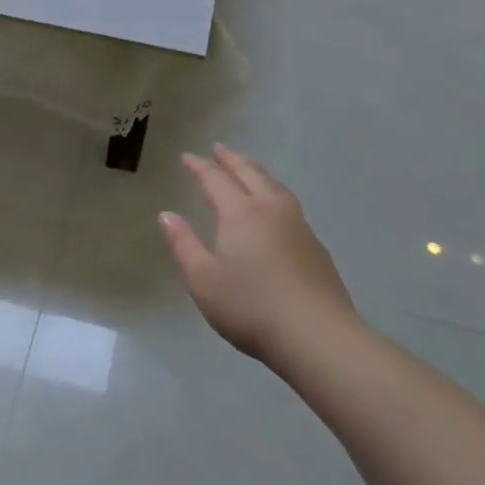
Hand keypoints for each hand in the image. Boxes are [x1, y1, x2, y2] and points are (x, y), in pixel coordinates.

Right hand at [158, 144, 357, 359]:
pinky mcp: (315, 246)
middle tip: (219, 149)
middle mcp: (271, 210)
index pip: (217, 180)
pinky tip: (273, 207)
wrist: (317, 335)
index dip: (200, 167)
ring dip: (256, 172)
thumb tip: (167, 215)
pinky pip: (289, 203)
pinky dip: (273, 192)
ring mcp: (298, 226)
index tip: (188, 156)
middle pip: (250, 174)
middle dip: (232, 160)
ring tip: (247, 169)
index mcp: (240, 214)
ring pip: (275, 186)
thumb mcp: (203, 280)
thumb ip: (184, 244)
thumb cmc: (250, 307)